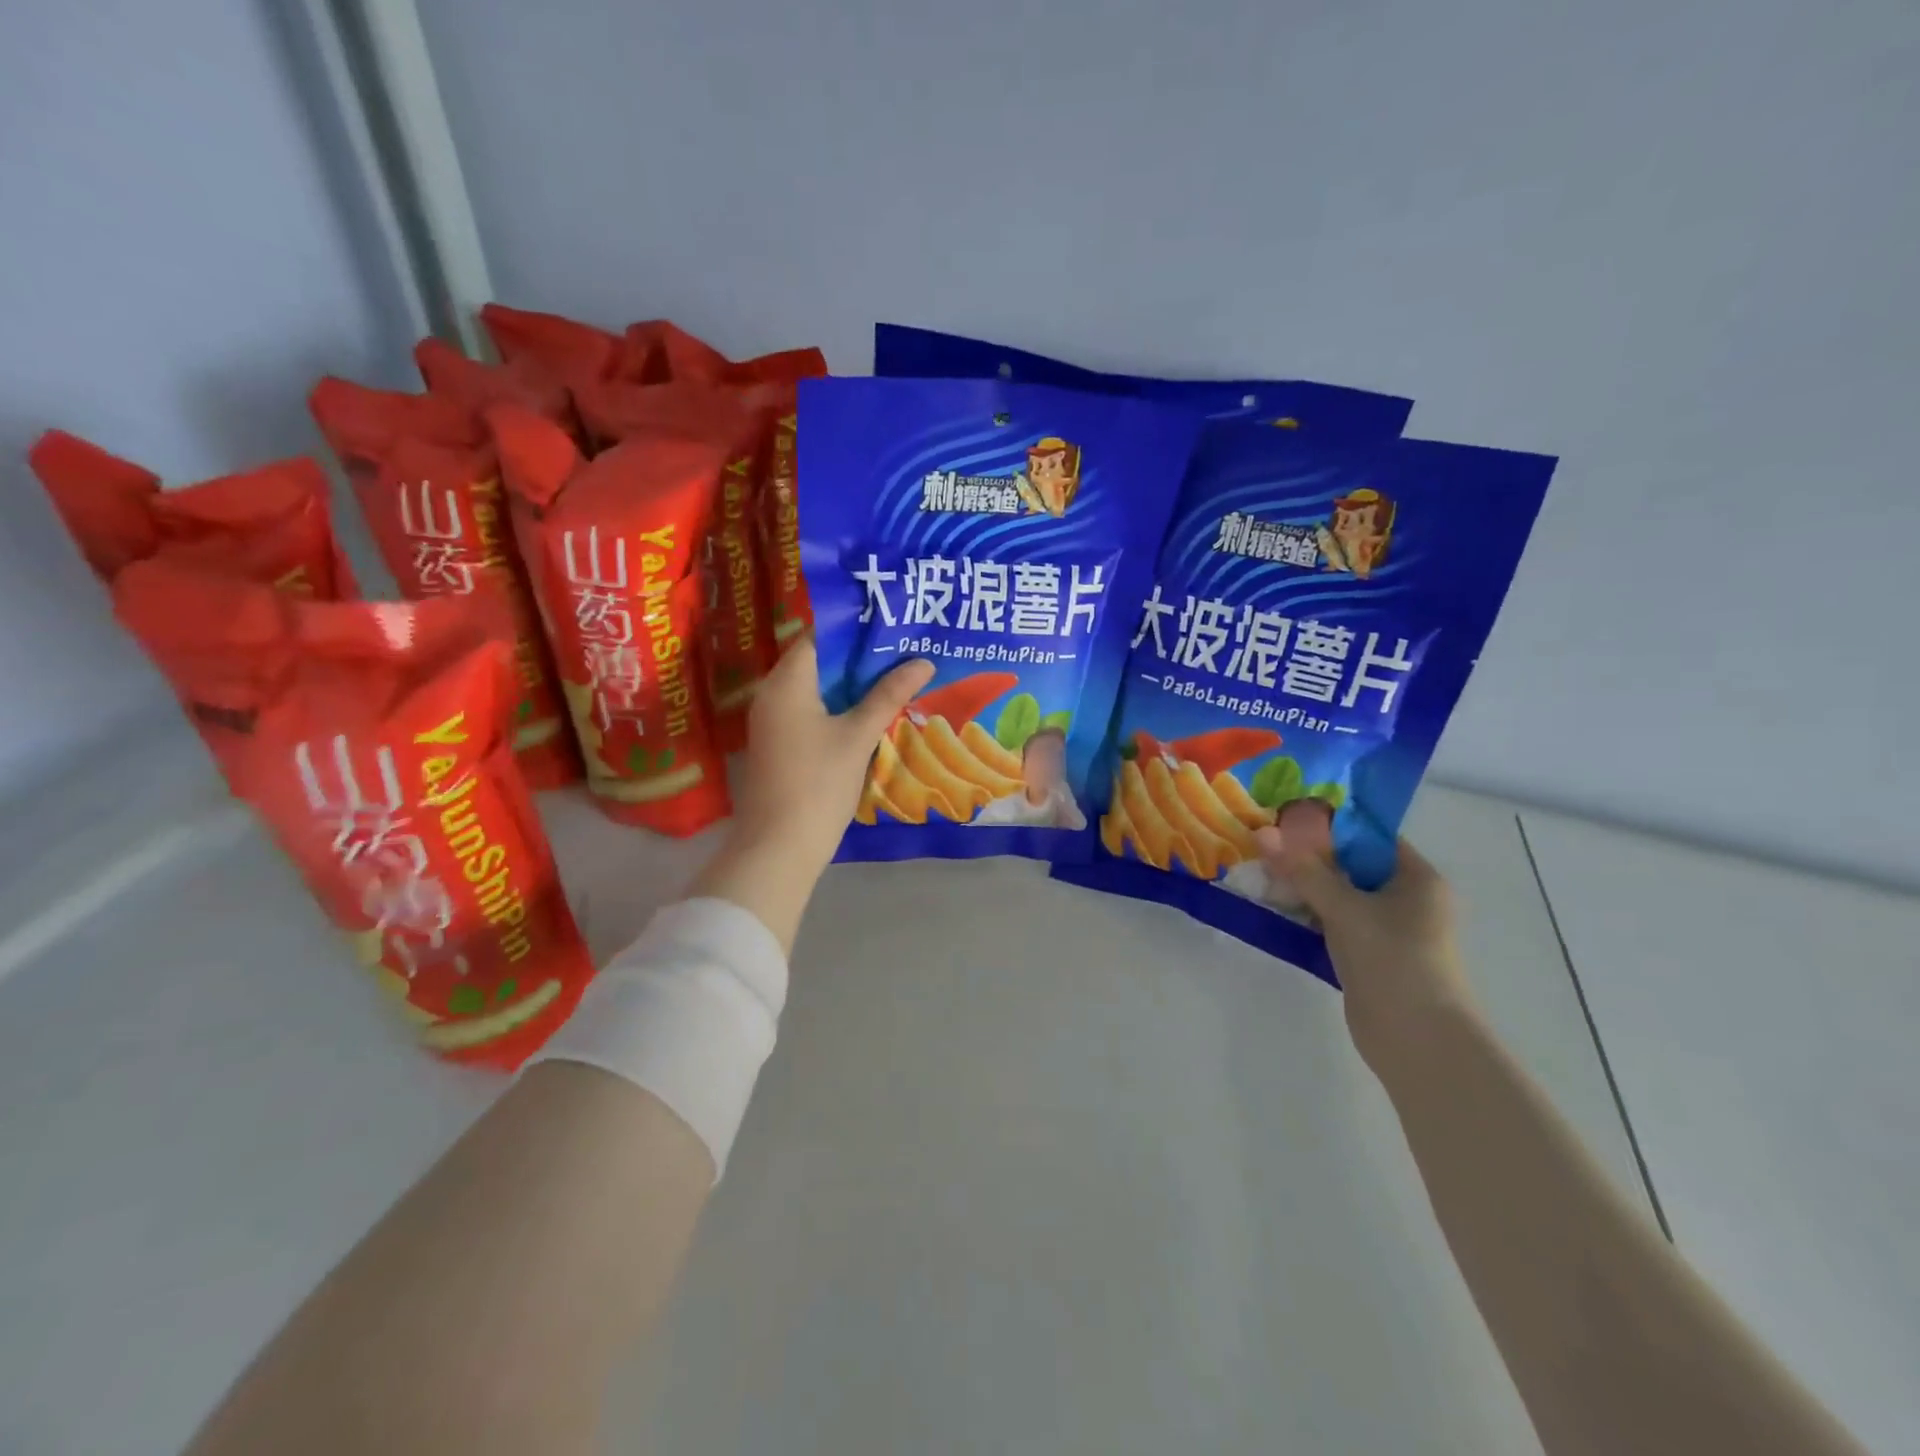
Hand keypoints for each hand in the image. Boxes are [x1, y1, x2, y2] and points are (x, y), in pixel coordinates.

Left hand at [731, 635, 933, 866]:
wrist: (779, 848)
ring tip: (897, 677)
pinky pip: (812, 712)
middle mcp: (773, 694)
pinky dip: (840, 708)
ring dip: (853, 685)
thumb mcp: (858, 736)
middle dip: (861, 658)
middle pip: (819, 662)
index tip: (893, 627)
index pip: (820, 637)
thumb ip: (889, 695)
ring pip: (817, 689)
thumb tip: (923, 662)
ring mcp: (774, 721)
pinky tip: (873, 713)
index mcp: (787, 682)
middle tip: (904, 652)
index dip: (856, 630)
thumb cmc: (818, 784)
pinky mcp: (781, 745)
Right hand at [1254, 801, 1477, 1071]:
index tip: (1286, 818)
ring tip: (1261, 874)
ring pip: (1339, 896)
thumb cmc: (1393, 961)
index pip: (1370, 837)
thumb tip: (1263, 832)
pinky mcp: (1369, 956)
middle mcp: (1407, 899)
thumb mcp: (1345, 909)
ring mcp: (1388, 930)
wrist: (1419, 1042)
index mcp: (1417, 878)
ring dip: (1304, 888)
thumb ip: (1304, 870)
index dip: (1330, 824)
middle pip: (1351, 865)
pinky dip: (1308, 915)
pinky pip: (1334, 923)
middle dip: (1309, 857)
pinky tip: (1275, 909)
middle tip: (1264, 846)